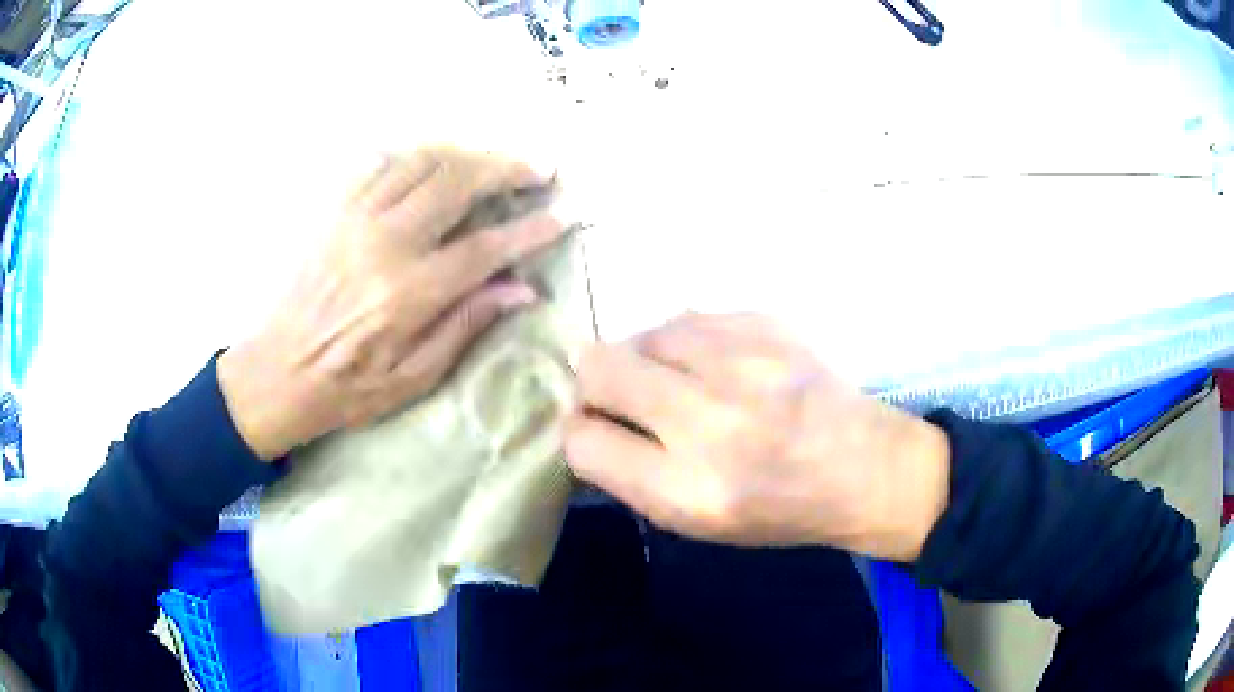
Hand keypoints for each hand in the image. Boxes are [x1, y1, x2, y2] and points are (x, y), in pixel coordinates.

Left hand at [218, 146, 564, 459]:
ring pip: (421, 161)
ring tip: (491, 164)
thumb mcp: (413, 379)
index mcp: (408, 293)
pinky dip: (415, 156)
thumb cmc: (348, 387)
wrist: (278, 373)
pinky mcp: (334, 211)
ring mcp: (355, 219)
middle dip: (505, 169)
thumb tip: (521, 290)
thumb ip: (466, 326)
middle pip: (456, 182)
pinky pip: (379, 163)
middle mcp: (384, 242)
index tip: (563, 215)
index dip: (530, 228)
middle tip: (537, 169)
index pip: (485, 247)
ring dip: (465, 154)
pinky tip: (433, 163)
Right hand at [564, 312, 950, 561]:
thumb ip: (631, 475)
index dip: (580, 435)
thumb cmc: (778, 509)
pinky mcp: (763, 323)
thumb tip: (586, 424)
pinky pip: (688, 319)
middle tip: (626, 401)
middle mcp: (707, 419)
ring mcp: (739, 360)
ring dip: (644, 360)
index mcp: (688, 487)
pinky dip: (687, 345)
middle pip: (597, 368)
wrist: (865, 467)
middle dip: (596, 387)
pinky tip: (718, 367)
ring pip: (639, 334)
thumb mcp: (696, 522)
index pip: (582, 441)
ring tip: (679, 383)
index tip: (597, 434)